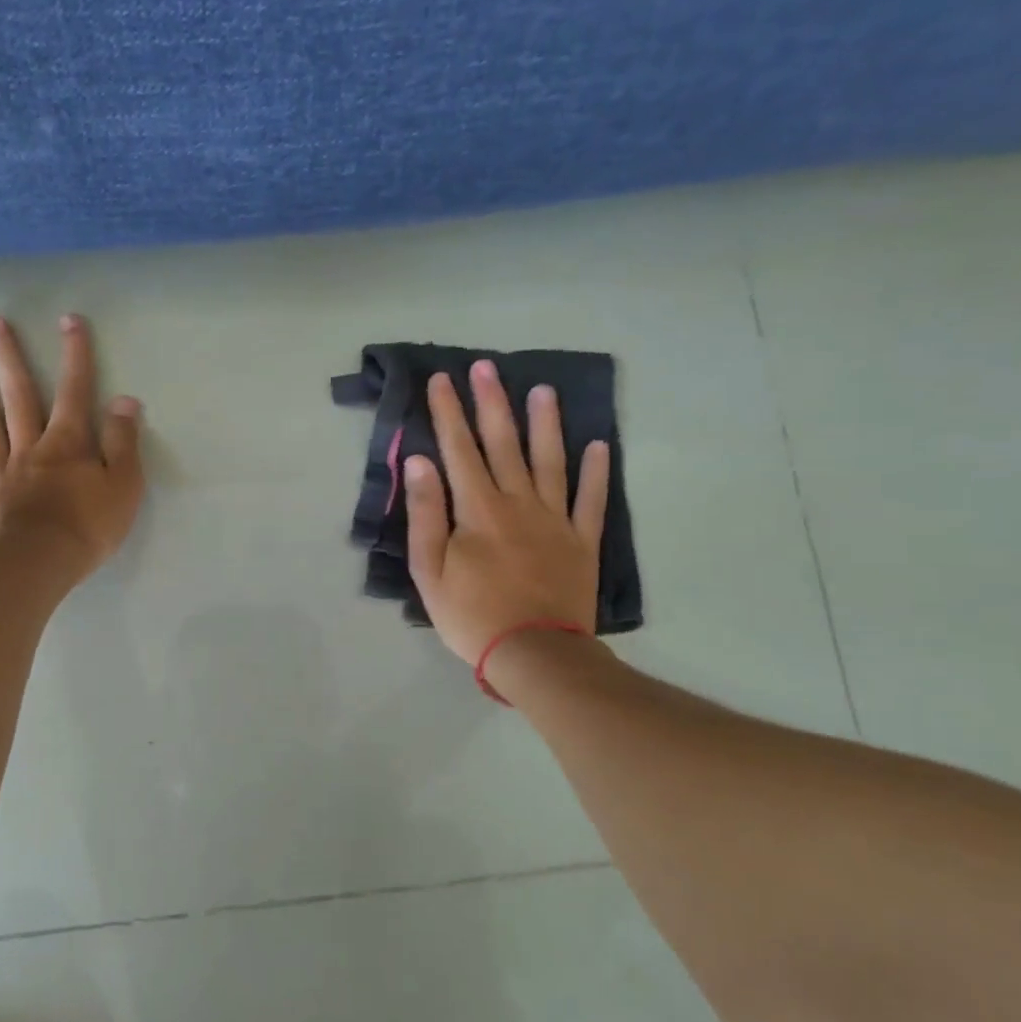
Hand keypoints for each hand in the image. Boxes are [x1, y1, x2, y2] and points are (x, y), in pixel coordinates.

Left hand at [0, 314, 144, 578]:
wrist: (41, 564)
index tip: (69, 320)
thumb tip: (124, 400)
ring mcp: (2, 473)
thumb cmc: (90, 526)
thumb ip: (123, 441)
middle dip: (9, 358)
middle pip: (19, 396)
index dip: (75, 355)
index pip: (75, 391)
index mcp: (68, 444)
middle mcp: (31, 448)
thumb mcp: (124, 484)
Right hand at [404, 361, 609, 665]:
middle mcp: (518, 502)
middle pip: (503, 443)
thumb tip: (420, 461)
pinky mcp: (582, 541)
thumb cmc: (471, 615)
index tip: (442, 380)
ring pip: (550, 460)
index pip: (459, 449)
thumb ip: (425, 513)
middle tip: (486, 367)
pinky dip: (596, 471)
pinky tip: (600, 444)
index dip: (449, 412)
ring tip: (542, 390)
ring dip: (545, 423)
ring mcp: (555, 519)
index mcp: (477, 509)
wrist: (535, 653)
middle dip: (491, 402)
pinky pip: (591, 499)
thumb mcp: (429, 570)